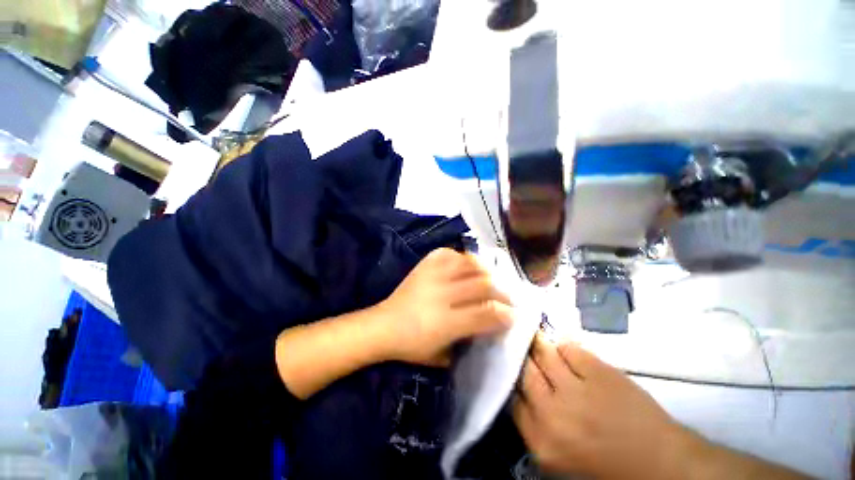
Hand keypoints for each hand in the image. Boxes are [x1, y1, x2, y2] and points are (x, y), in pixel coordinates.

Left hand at [378, 248, 512, 366]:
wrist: (383, 325)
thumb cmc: (412, 346)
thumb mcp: (443, 355)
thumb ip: (468, 342)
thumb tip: (488, 326)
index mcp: (446, 323)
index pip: (486, 313)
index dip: (505, 314)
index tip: (514, 315)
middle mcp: (441, 295)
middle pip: (482, 285)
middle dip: (502, 291)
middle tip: (509, 297)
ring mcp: (432, 276)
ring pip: (468, 264)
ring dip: (486, 270)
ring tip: (492, 278)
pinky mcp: (424, 266)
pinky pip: (448, 253)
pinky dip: (461, 257)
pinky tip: (466, 265)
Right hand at [513, 335, 684, 478]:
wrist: (662, 465)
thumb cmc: (607, 468)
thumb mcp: (559, 459)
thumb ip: (534, 426)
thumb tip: (518, 392)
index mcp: (541, 440)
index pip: (511, 398)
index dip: (510, 379)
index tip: (509, 368)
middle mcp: (552, 412)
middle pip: (523, 371)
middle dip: (519, 356)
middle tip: (516, 345)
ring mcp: (576, 389)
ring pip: (543, 353)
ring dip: (536, 344)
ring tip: (531, 335)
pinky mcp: (598, 370)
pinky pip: (568, 348)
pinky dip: (562, 346)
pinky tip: (561, 347)